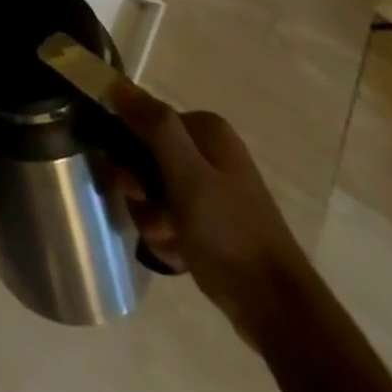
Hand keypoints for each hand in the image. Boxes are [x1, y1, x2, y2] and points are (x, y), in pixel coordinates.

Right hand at [106, 75, 312, 338]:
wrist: (276, 309)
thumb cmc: (230, 234)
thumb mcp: (187, 175)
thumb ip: (153, 125)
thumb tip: (114, 82)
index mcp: (205, 129)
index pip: (140, 121)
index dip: (127, 153)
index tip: (133, 186)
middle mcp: (206, 149)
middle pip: (143, 157)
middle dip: (140, 193)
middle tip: (154, 218)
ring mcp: (208, 185)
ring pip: (150, 189)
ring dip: (150, 218)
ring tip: (169, 241)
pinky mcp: (209, 217)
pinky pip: (166, 214)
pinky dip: (165, 234)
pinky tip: (179, 254)